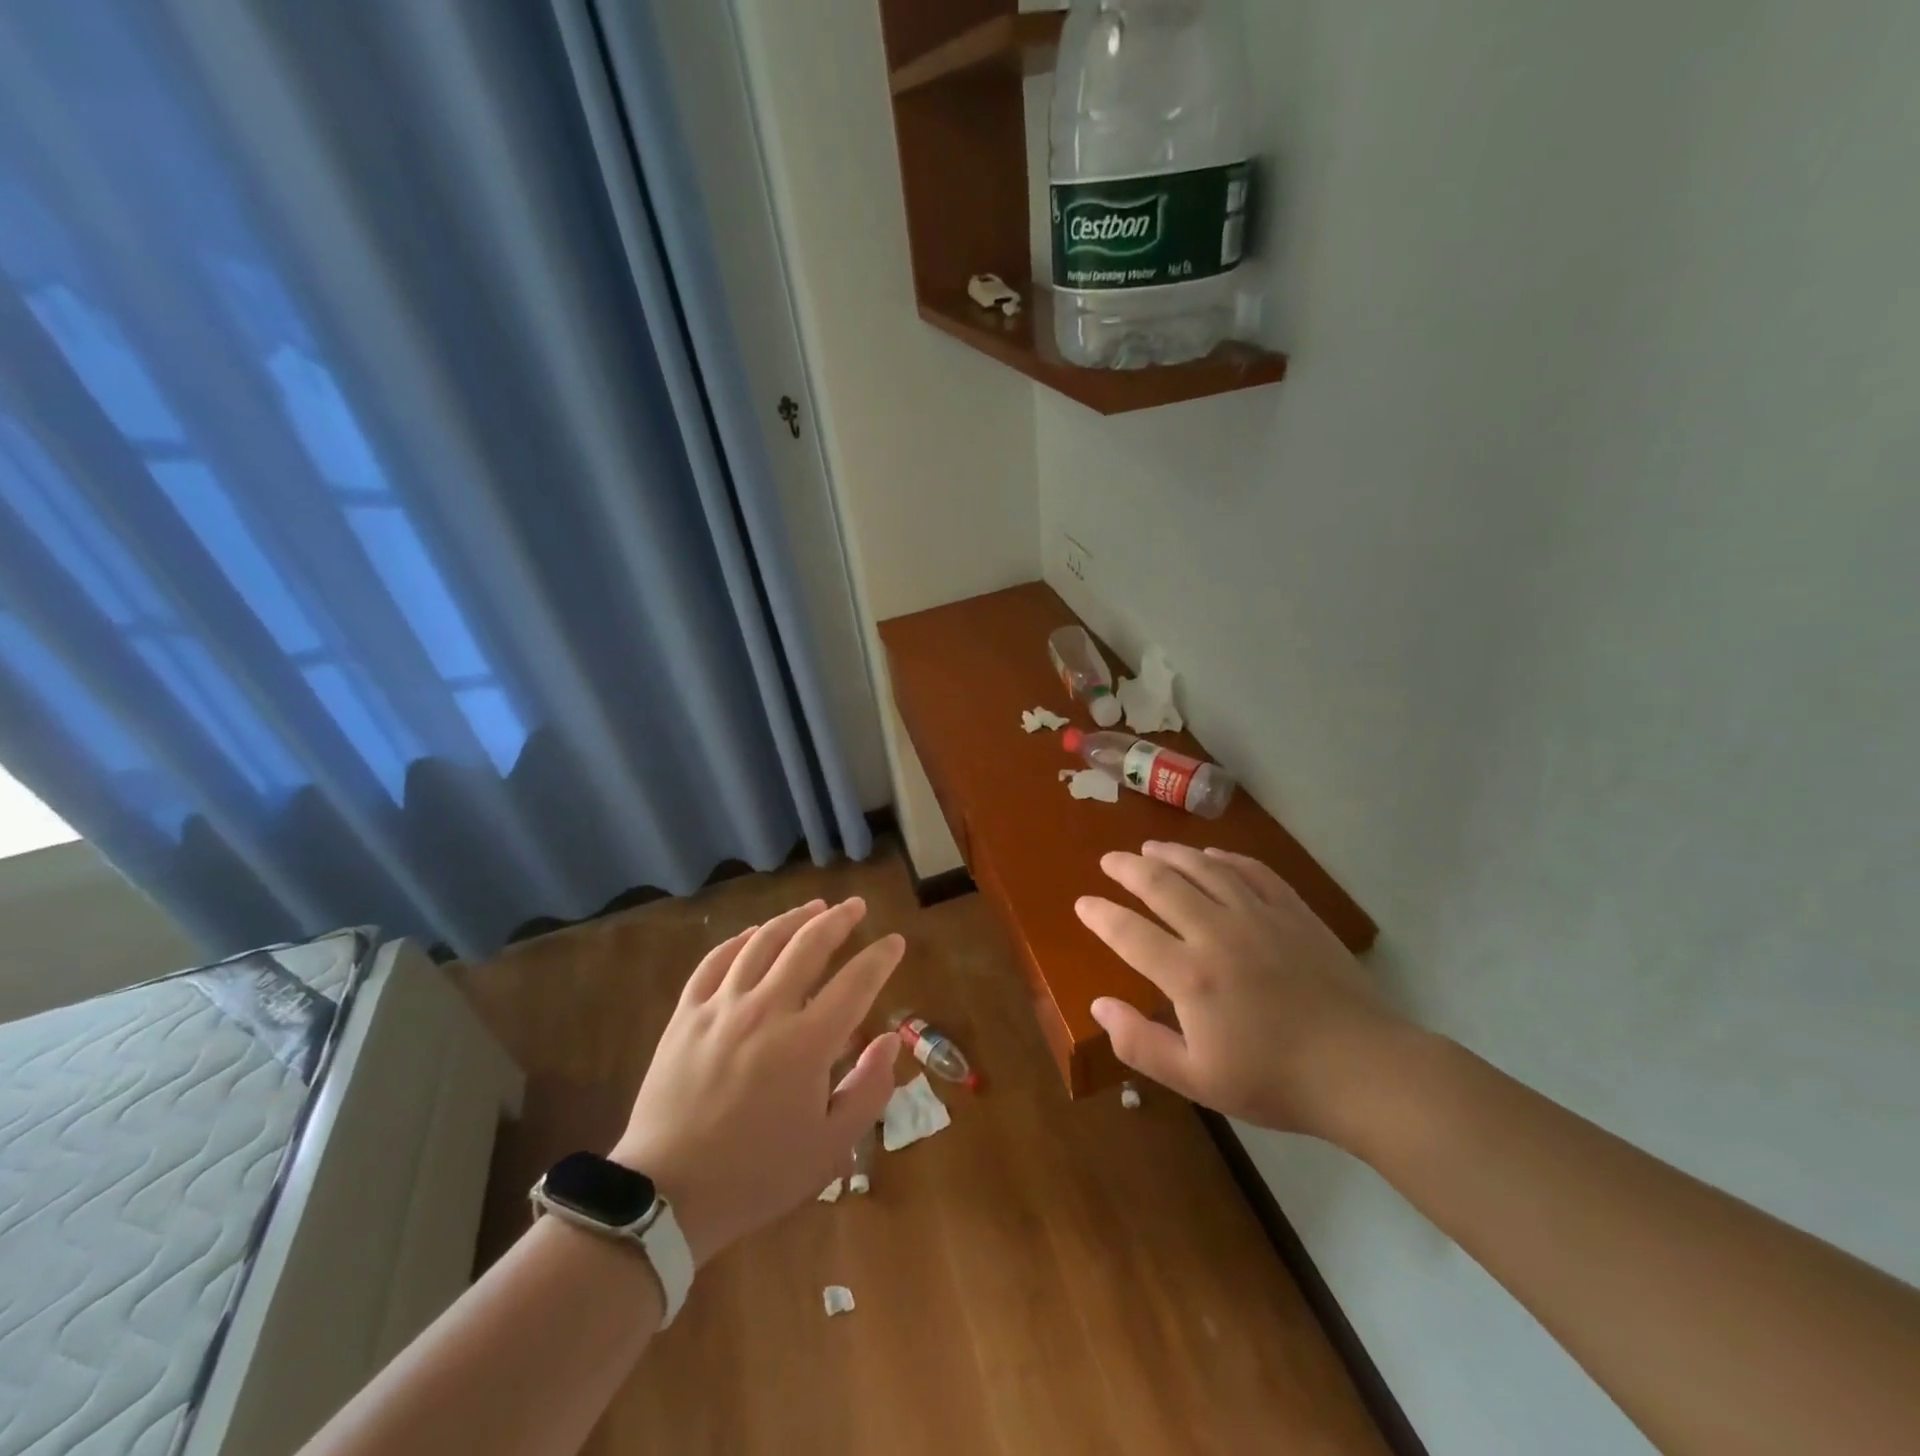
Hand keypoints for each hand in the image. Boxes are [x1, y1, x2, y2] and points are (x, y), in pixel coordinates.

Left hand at [611, 898, 903, 1267]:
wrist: (665, 1196)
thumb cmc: (757, 1174)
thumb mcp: (830, 1147)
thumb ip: (869, 1089)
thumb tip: (890, 1040)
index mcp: (807, 1043)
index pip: (856, 981)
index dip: (880, 957)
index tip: (895, 941)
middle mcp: (766, 1010)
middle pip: (809, 944)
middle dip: (838, 919)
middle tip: (855, 905)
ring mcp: (721, 1007)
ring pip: (762, 942)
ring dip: (793, 919)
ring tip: (813, 907)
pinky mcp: (686, 1015)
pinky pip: (715, 961)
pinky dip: (739, 940)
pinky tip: (753, 934)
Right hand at [1076, 842, 1413, 1142]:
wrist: (1362, 1069)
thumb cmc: (1274, 1080)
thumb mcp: (1197, 1080)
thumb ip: (1140, 1043)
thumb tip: (1099, 1007)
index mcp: (1190, 975)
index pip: (1129, 932)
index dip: (1100, 915)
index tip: (1083, 903)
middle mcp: (1218, 933)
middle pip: (1162, 885)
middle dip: (1128, 869)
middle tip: (1110, 861)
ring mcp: (1259, 916)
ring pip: (1205, 868)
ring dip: (1171, 854)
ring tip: (1150, 848)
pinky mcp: (1293, 911)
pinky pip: (1252, 871)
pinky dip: (1226, 858)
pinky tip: (1213, 855)